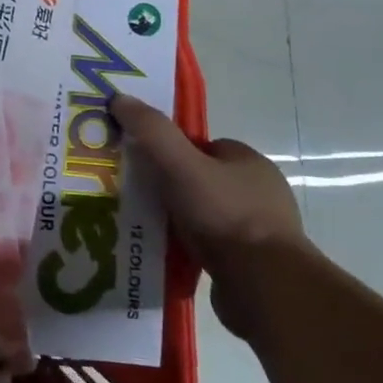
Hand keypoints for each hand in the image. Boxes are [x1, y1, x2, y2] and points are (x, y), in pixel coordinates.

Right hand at [110, 94, 308, 335]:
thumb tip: (119, 97)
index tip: (140, 163)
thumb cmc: (224, 215)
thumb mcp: (180, 164)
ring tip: (140, 225)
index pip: (202, 145)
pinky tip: (163, 251)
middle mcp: (259, 192)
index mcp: (249, 162)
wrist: (263, 284)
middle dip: (170, 186)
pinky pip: (210, 246)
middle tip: (134, 195)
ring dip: (177, 219)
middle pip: (200, 179)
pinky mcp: (251, 263)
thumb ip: (151, 131)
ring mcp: (258, 230)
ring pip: (204, 214)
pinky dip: (188, 246)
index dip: (170, 150)